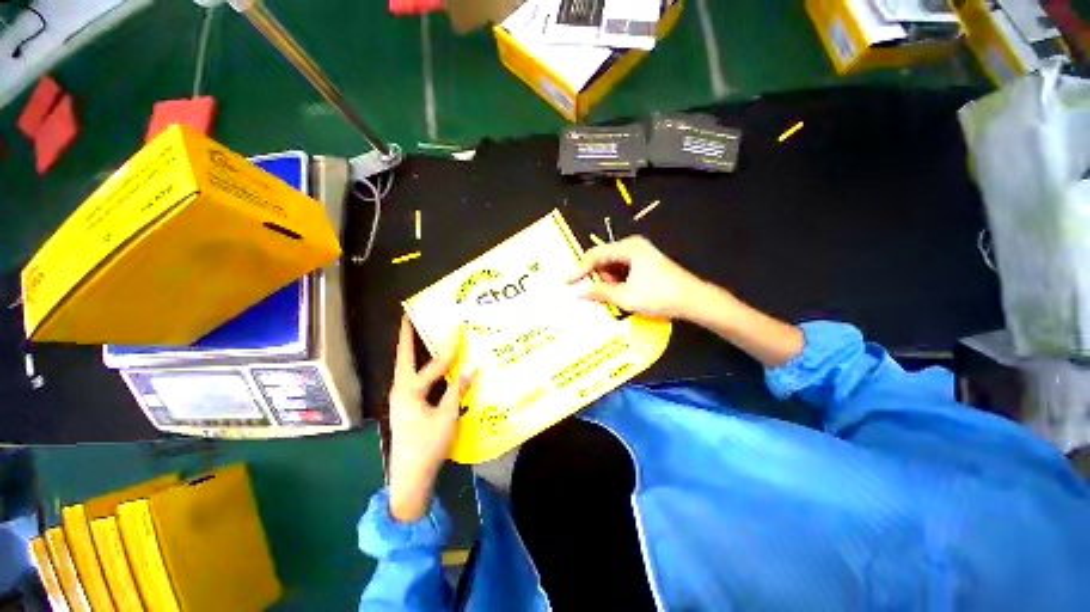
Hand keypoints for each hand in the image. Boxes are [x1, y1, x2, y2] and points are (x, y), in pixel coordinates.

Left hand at [388, 316, 471, 522]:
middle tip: (409, 318)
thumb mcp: (446, 416)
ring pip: (408, 369)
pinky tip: (432, 368)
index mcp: (408, 391)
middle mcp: (400, 390)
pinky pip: (414, 380)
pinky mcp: (406, 407)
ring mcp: (401, 399)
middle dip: (407, 338)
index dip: (447, 348)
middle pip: (404, 358)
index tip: (455, 329)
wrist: (410, 478)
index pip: (432, 364)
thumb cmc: (427, 446)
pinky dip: (422, 369)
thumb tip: (472, 366)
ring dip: (413, 352)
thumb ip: (457, 389)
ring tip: (420, 336)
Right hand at [568, 236, 704, 319]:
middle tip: (599, 296)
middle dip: (598, 278)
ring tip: (616, 298)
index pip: (595, 255)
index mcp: (628, 248)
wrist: (693, 300)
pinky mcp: (645, 264)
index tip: (568, 283)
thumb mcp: (626, 297)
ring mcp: (640, 255)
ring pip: (613, 267)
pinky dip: (618, 283)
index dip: (580, 270)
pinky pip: (623, 271)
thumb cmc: (659, 296)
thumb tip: (582, 293)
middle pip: (604, 260)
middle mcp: (633, 247)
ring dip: (609, 282)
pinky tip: (623, 295)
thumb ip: (601, 293)